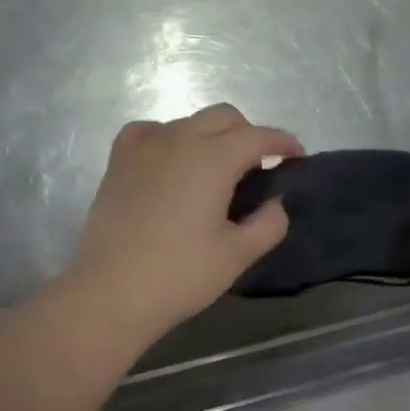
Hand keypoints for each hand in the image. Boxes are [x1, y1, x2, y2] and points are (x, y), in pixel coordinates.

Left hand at [68, 104, 302, 345]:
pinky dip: (169, 137)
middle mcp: (179, 140)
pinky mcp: (119, 162)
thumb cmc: (180, 275)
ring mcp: (144, 148)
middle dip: (249, 134)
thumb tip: (275, 203)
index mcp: (212, 159)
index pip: (257, 136)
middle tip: (259, 167)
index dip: (283, 142)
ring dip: (211, 136)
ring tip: (217, 170)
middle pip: (224, 117)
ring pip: (188, 122)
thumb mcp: (238, 254)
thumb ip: (269, 223)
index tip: (297, 156)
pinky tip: (171, 160)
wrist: (112, 293)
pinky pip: (149, 131)